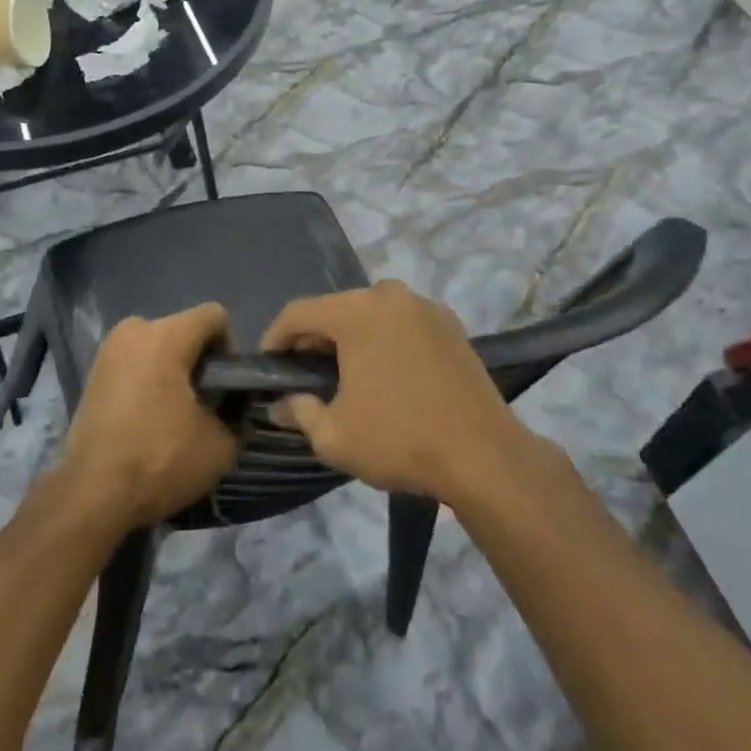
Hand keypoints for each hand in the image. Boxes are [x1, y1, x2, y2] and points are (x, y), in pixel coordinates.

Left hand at [60, 304, 239, 534]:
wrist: (92, 494)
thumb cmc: (159, 460)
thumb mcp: (220, 445)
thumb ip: (237, 414)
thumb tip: (234, 406)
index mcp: (166, 335)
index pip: (215, 316)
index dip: (230, 348)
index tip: (226, 386)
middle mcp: (134, 330)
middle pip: (184, 330)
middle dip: (199, 361)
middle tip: (204, 404)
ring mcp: (109, 349)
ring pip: (157, 346)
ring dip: (172, 371)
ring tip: (175, 414)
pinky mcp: (93, 372)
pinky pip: (135, 363)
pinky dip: (148, 380)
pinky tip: (149, 418)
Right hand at [261, 281, 527, 505]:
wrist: (484, 455)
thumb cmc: (400, 440)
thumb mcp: (335, 436)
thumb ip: (299, 412)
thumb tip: (280, 403)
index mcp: (356, 311)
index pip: (298, 313)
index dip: (274, 337)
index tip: (266, 365)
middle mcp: (388, 295)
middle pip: (335, 309)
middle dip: (313, 339)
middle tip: (302, 374)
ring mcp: (424, 306)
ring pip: (370, 314)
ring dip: (351, 338)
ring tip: (343, 374)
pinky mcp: (450, 323)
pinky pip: (401, 323)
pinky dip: (384, 340)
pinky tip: (385, 374)